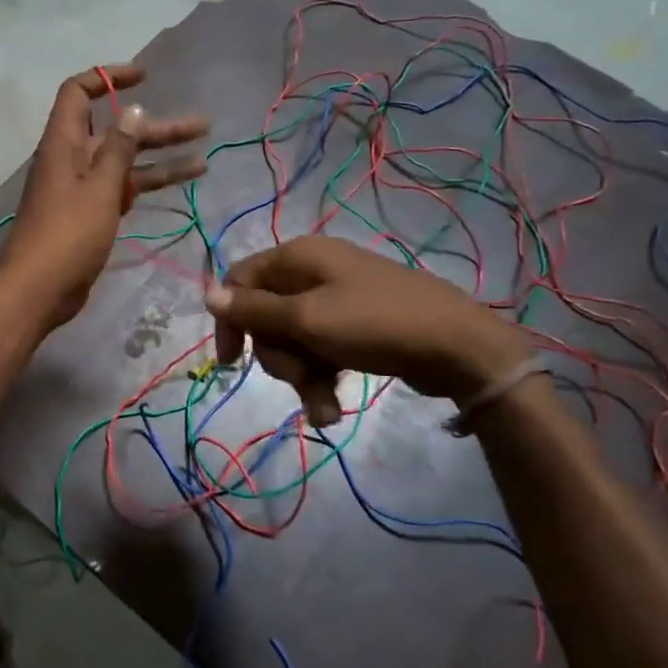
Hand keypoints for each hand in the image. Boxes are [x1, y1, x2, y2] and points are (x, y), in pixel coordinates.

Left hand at [0, 64, 207, 327]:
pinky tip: (180, 185)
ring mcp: (81, 189)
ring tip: (205, 160)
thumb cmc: (67, 235)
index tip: (144, 77)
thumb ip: (118, 150)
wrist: (39, 290)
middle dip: (156, 128)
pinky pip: (122, 190)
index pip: (79, 93)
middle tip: (201, 126)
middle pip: (115, 131)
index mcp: (63, 144)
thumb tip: (133, 111)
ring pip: (125, 164)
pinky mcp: (90, 215)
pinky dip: (148, 185)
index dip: (108, 78)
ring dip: (161, 159)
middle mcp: (71, 160)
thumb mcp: (99, 188)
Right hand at [204, 237, 530, 423]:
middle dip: (277, 356)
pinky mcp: (356, 325)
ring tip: (324, 406)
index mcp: (298, 257)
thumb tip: (208, 294)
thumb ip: (254, 310)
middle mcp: (314, 272)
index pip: (240, 281)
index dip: (231, 320)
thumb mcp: (306, 319)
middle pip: (266, 316)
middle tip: (300, 377)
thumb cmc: (375, 325)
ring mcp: (337, 299)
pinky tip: (332, 409)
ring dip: (301, 377)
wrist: (459, 347)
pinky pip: (321, 350)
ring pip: (293, 339)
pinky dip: (322, 378)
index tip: (232, 361)